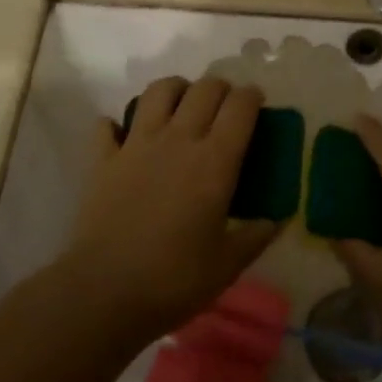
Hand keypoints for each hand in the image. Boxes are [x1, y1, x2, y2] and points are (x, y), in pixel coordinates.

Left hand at [58, 77, 280, 347]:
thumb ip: (256, 236)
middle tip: (225, 106)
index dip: (252, 96)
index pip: (240, 106)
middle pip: (205, 88)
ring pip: (158, 91)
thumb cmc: (174, 279)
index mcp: (215, 160)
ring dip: (175, 90)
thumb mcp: (228, 264)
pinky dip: (116, 125)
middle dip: (221, 88)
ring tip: (181, 105)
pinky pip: (107, 126)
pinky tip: (123, 136)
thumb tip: (278, 219)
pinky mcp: (103, 159)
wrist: (103, 293)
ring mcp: (137, 144)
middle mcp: (178, 139)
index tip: (257, 103)